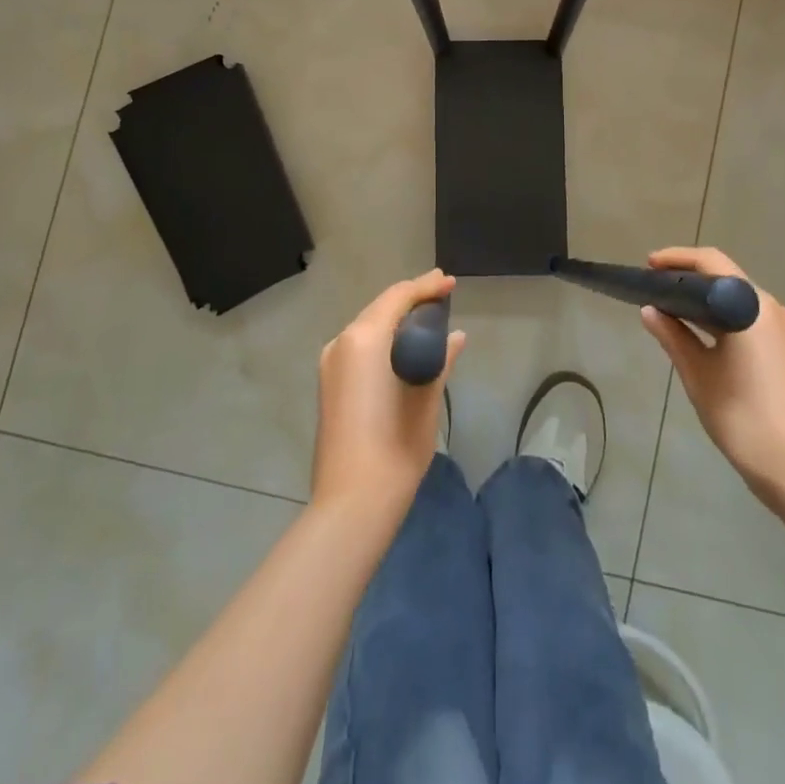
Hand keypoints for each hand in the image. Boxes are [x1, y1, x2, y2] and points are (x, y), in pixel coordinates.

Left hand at [312, 270, 463, 520]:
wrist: (352, 501)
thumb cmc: (396, 446)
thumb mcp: (426, 398)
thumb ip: (439, 358)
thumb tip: (455, 337)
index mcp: (364, 339)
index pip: (398, 297)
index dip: (426, 286)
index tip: (450, 282)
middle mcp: (342, 342)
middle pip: (380, 307)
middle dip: (411, 298)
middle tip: (442, 293)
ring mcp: (331, 363)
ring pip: (367, 325)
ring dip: (396, 318)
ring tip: (428, 318)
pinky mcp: (329, 383)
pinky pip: (359, 345)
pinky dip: (382, 337)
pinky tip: (403, 346)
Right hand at [641, 248, 784, 513]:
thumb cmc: (744, 417)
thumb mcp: (699, 375)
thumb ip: (673, 337)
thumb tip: (650, 311)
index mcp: (752, 306)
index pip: (712, 262)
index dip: (678, 258)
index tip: (649, 266)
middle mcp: (774, 309)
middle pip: (728, 279)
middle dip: (690, 280)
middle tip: (654, 289)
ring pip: (740, 303)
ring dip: (707, 303)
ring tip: (671, 312)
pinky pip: (752, 323)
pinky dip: (725, 321)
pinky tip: (701, 338)